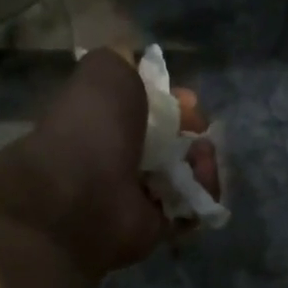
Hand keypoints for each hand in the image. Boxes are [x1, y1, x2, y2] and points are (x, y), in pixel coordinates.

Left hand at [0, 49, 220, 275]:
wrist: (82, 193)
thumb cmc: (92, 126)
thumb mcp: (107, 70)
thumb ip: (127, 60)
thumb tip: (150, 72)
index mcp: (105, 122)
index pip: (149, 112)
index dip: (174, 104)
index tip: (188, 102)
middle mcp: (121, 158)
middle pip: (174, 145)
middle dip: (195, 134)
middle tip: (200, 132)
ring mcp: (139, 196)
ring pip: (189, 175)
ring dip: (204, 162)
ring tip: (203, 156)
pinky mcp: (158, 227)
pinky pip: (193, 208)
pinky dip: (205, 193)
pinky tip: (203, 180)